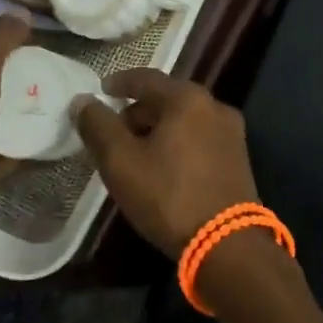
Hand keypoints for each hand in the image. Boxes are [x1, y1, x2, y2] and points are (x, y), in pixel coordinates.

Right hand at [74, 70, 258, 258]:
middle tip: (113, 130)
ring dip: (158, 128)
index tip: (102, 90)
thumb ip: (98, 126)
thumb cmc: (168, 196)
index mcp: (188, 99)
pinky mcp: (238, 158)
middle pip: (168, 98)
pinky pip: (199, 137)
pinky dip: (178, 142)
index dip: (120, 83)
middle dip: (138, 111)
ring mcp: (232, 132)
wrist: (226, 244)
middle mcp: (215, 107)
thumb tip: (83, 100)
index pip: (146, 78)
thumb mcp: (121, 162)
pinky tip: (163, 166)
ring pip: (185, 119)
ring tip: (134, 152)